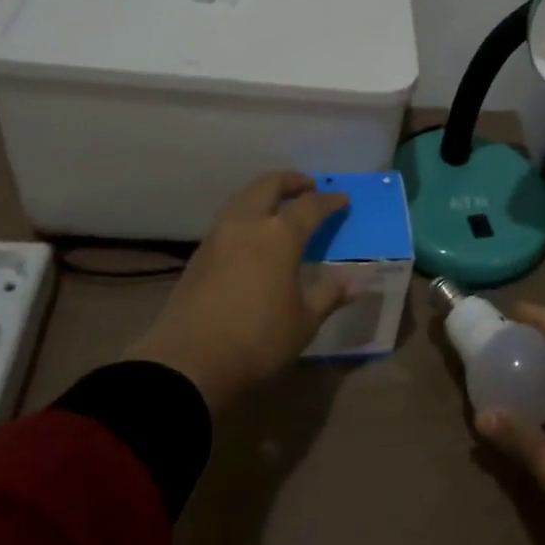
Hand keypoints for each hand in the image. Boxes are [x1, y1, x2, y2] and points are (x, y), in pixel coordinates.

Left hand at [123, 172, 353, 412]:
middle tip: (308, 186)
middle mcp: (248, 223)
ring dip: (264, 192)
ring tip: (279, 204)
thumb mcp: (304, 322)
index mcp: (279, 235)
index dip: (329, 200)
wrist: (187, 364)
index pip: (310, 206)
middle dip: (291, 180)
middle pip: (269, 184)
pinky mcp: (199, 253)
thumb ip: (329, 295)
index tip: (342, 199)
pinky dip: (246, 211)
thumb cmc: (257, 341)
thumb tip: (357, 282)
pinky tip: (252, 232)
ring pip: (243, 196)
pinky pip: (228, 217)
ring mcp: (218, 235)